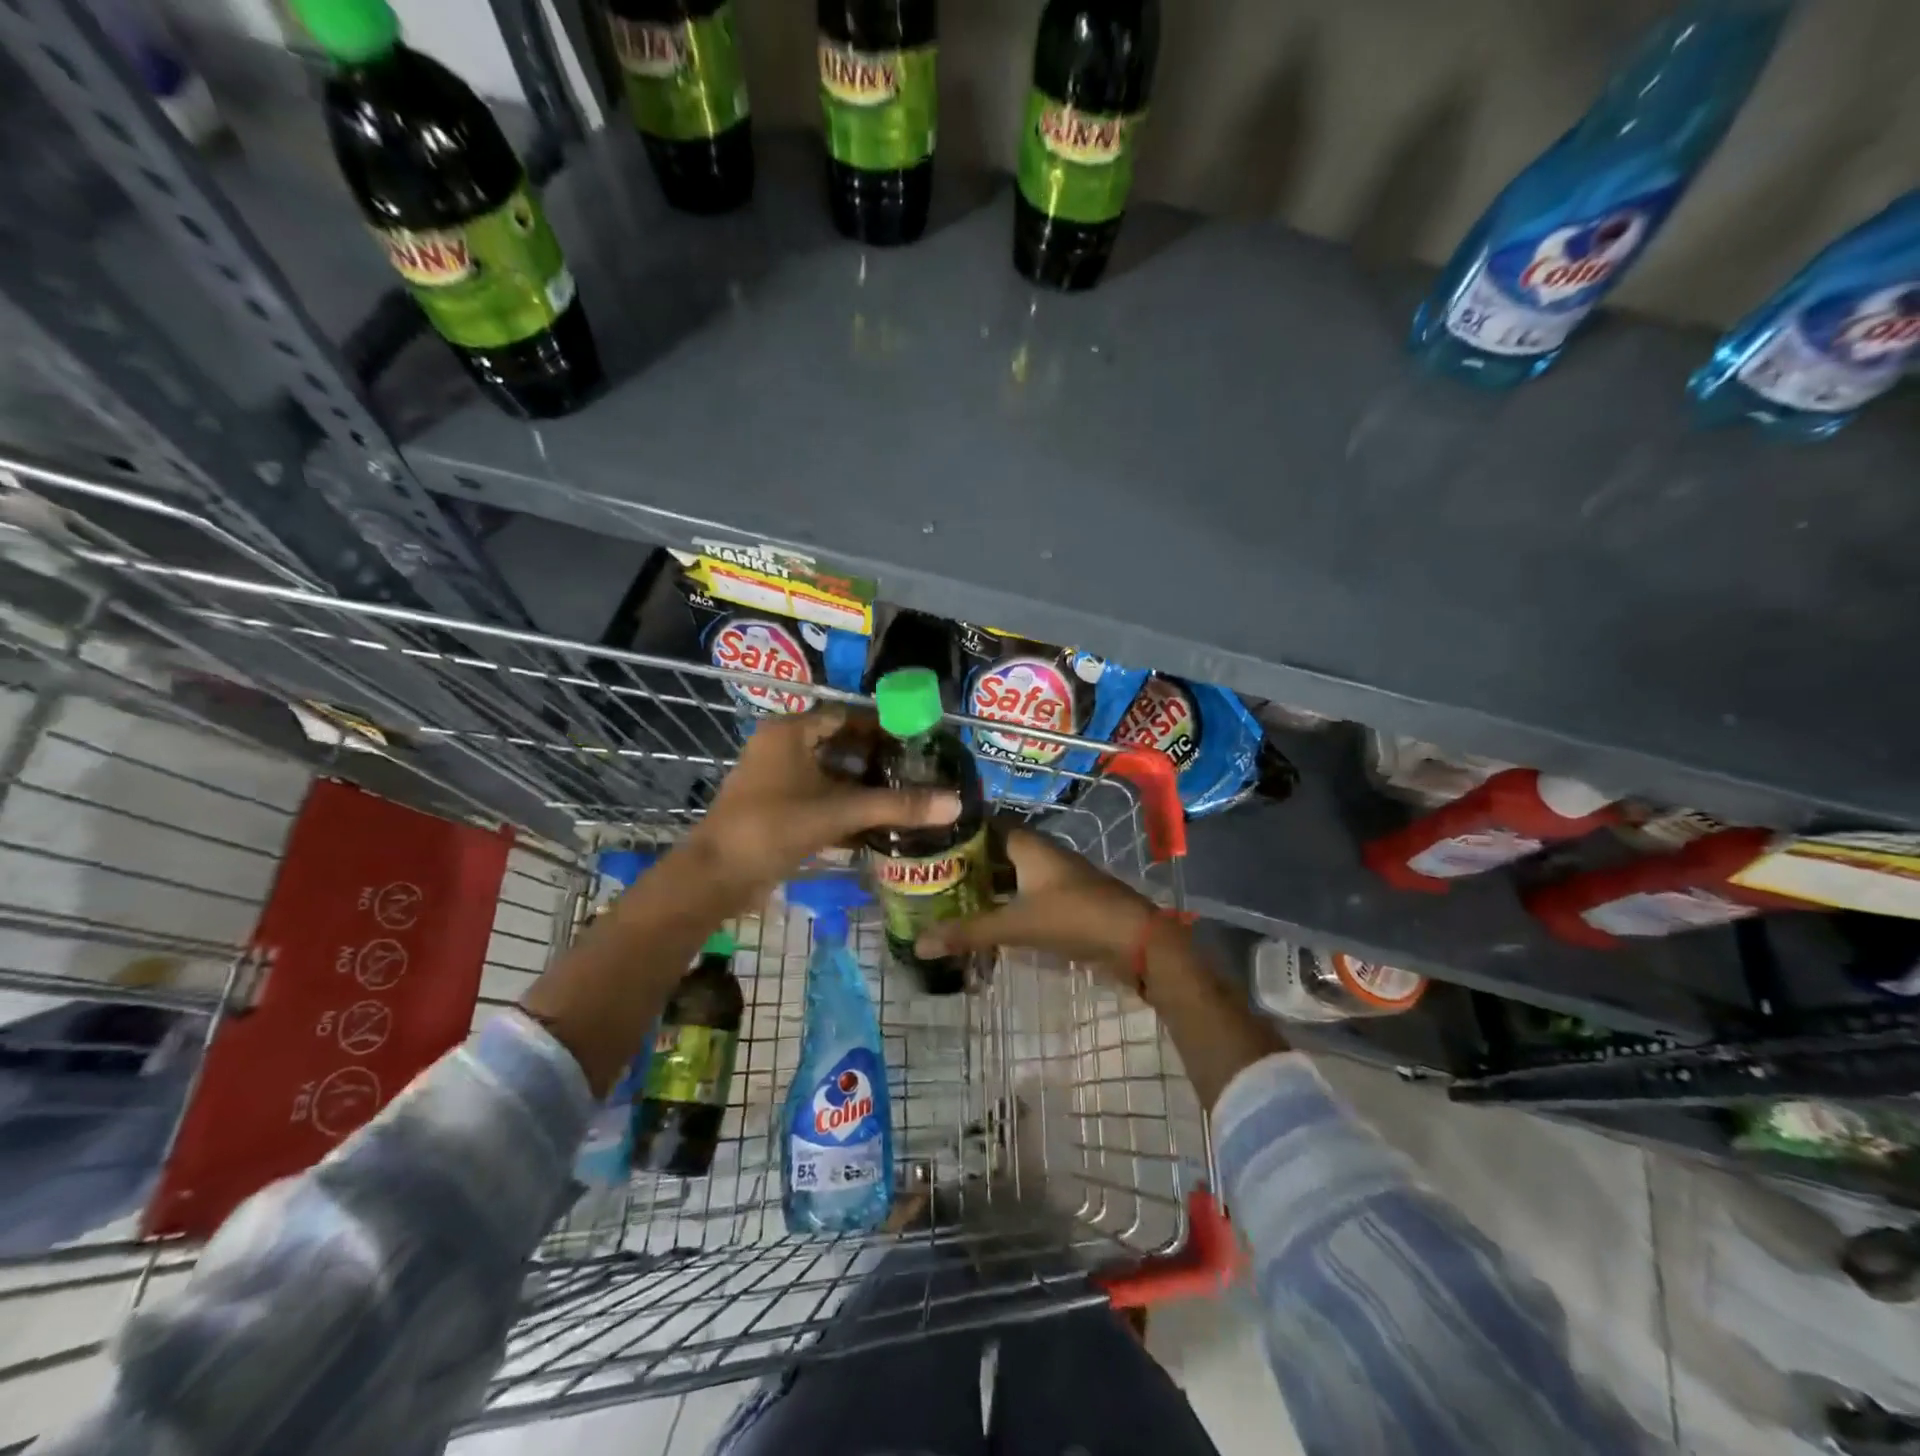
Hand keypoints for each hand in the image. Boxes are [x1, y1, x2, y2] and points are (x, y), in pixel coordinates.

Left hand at [684, 707, 959, 908]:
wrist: (716, 877)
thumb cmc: (773, 827)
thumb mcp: (838, 812)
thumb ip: (896, 806)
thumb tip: (955, 803)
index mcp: (790, 732)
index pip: (846, 715)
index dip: (883, 725)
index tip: (918, 740)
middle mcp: (781, 748)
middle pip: (839, 744)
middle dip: (877, 758)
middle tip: (917, 770)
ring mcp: (775, 780)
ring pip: (829, 774)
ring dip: (862, 786)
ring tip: (904, 795)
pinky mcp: (775, 809)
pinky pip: (818, 798)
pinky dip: (844, 808)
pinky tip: (876, 824)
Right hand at [913, 828, 1155, 970]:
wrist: (1135, 940)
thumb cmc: (1074, 917)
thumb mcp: (1017, 925)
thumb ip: (969, 933)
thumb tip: (919, 943)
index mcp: (1028, 843)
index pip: (984, 822)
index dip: (957, 827)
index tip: (925, 836)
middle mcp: (1039, 853)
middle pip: (994, 850)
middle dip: (964, 861)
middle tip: (926, 872)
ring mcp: (1052, 876)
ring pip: (1008, 874)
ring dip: (982, 884)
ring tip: (944, 896)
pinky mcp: (1061, 900)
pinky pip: (1022, 894)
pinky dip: (1001, 903)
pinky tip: (980, 919)